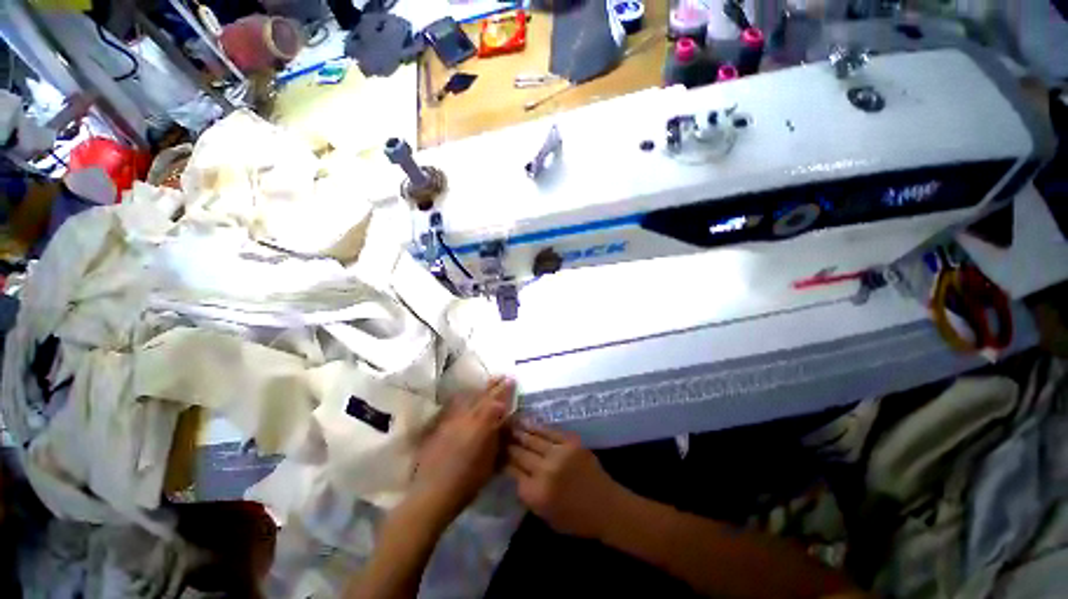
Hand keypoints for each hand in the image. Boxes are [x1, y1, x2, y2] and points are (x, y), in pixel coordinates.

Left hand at [409, 377, 513, 523]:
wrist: (432, 493)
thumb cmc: (467, 482)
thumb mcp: (490, 461)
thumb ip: (497, 437)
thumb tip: (505, 421)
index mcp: (481, 425)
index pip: (496, 401)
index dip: (505, 389)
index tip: (511, 379)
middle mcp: (466, 417)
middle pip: (482, 396)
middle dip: (493, 385)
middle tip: (502, 375)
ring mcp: (452, 420)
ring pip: (468, 398)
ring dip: (479, 390)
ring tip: (488, 382)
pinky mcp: (441, 426)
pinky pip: (455, 406)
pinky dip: (464, 399)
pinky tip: (466, 397)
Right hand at [505, 421, 625, 539]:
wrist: (606, 506)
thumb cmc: (575, 519)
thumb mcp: (544, 514)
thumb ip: (527, 492)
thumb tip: (514, 471)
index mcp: (536, 493)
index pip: (511, 471)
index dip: (501, 459)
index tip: (494, 451)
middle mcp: (544, 471)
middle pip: (519, 452)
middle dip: (507, 443)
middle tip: (496, 433)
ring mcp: (558, 453)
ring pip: (532, 438)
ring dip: (518, 430)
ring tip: (507, 423)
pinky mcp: (570, 442)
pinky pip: (548, 431)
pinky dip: (535, 426)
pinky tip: (525, 421)